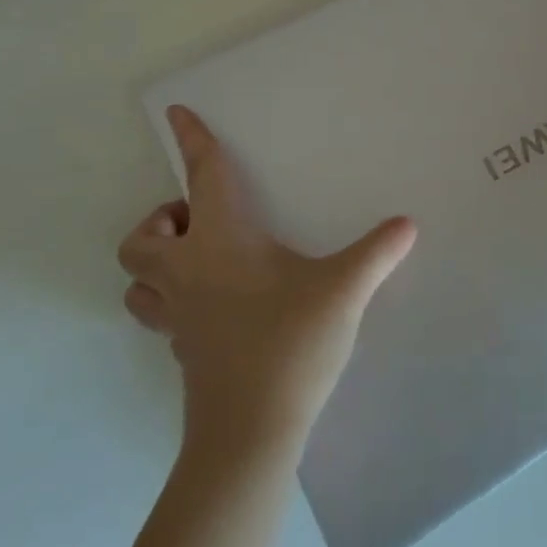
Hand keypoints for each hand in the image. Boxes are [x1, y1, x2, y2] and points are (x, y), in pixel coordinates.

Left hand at [118, 106, 416, 453]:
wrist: (249, 434)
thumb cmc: (289, 345)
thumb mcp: (344, 290)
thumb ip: (377, 252)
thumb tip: (407, 224)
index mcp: (220, 243)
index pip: (202, 178)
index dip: (192, 141)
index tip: (176, 112)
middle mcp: (188, 273)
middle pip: (140, 238)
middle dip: (161, 220)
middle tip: (202, 221)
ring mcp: (179, 318)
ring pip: (139, 282)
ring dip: (157, 264)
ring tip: (200, 261)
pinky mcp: (183, 353)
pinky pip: (163, 314)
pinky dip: (176, 300)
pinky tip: (216, 307)